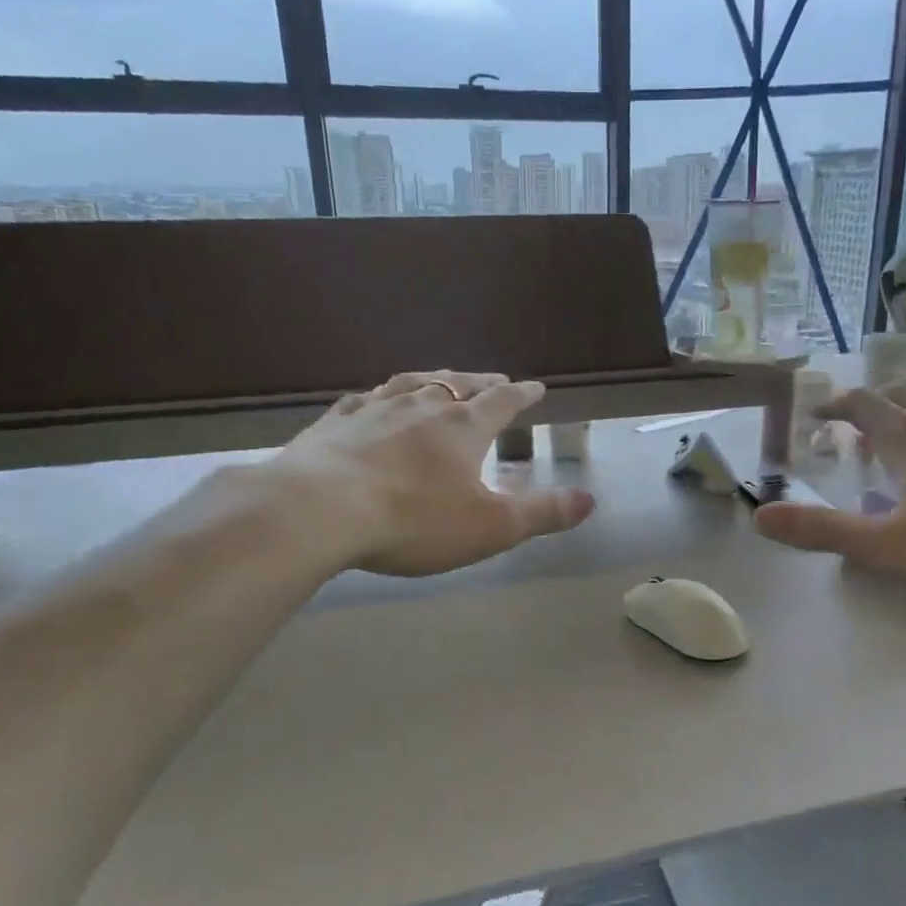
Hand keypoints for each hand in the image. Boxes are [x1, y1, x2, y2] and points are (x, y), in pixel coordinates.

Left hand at [271, 370, 594, 576]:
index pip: (502, 402)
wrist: (316, 510)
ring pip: (410, 384)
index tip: (536, 386)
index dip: (522, 395)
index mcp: (462, 427)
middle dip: (480, 383)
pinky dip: (378, 397)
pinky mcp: (333, 425)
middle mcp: (420, 408)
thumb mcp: (490, 526)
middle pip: (458, 385)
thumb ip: (541, 513)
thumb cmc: (412, 519)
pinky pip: (362, 400)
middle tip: (493, 379)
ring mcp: (373, 410)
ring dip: (432, 380)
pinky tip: (371, 400)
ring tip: (440, 380)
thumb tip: (589, 499)